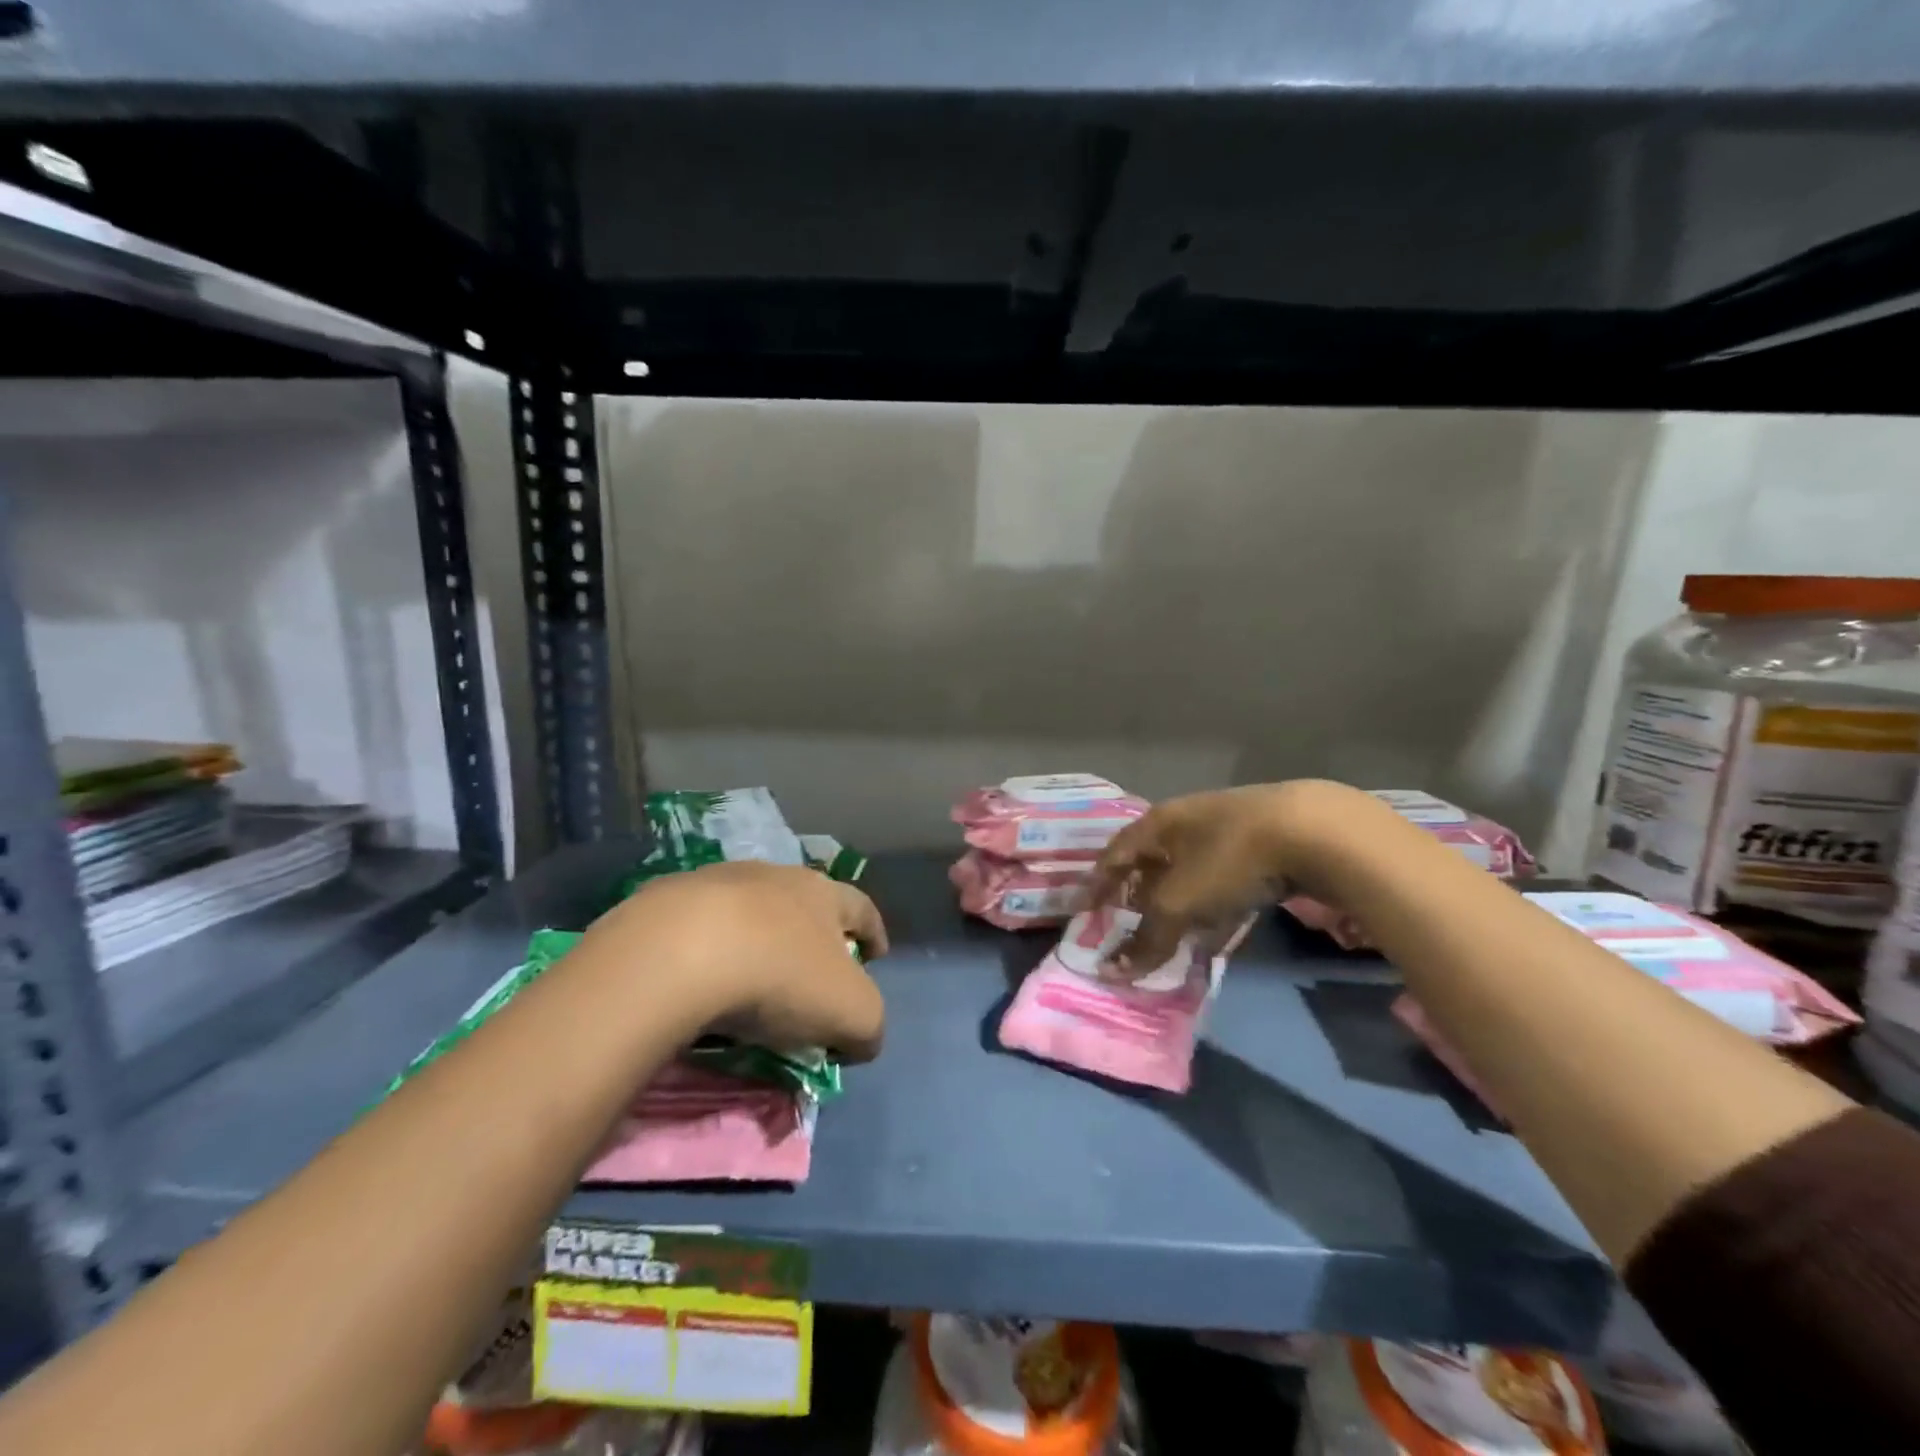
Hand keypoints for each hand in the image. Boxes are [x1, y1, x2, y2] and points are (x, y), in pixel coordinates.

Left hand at [579, 861, 887, 1060]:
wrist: (676, 954)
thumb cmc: (780, 976)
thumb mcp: (851, 1013)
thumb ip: (868, 1025)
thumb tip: (860, 1039)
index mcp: (823, 894)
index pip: (861, 908)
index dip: (874, 933)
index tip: (876, 955)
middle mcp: (774, 877)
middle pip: (803, 902)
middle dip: (812, 935)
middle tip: (810, 974)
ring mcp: (716, 883)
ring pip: (748, 911)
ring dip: (757, 939)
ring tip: (749, 980)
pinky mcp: (665, 902)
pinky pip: (697, 930)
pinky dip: (706, 952)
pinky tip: (699, 982)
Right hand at [1088, 783, 1312, 971]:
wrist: (1315, 831)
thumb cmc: (1229, 859)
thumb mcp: (1180, 903)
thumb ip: (1146, 938)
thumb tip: (1110, 972)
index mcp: (1158, 823)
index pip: (1115, 854)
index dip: (1098, 883)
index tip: (1086, 911)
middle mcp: (1187, 820)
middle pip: (1152, 860)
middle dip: (1140, 894)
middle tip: (1131, 925)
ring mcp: (1228, 828)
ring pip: (1190, 870)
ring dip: (1179, 902)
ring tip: (1175, 933)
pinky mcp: (1263, 842)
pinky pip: (1224, 877)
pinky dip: (1214, 903)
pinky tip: (1222, 925)